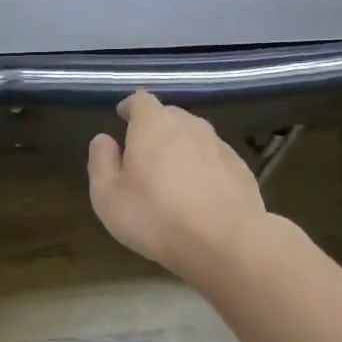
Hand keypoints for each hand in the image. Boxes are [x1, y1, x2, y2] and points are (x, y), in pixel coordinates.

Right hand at [88, 91, 268, 280]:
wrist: (226, 241)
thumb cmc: (156, 216)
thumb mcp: (108, 196)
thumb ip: (101, 162)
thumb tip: (103, 139)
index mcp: (153, 125)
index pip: (140, 100)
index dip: (130, 108)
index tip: (122, 119)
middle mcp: (189, 125)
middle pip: (169, 115)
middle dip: (154, 128)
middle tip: (142, 154)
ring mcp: (219, 146)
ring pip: (194, 137)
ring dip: (180, 149)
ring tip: (170, 176)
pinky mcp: (240, 169)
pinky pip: (213, 159)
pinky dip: (202, 168)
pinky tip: (198, 195)